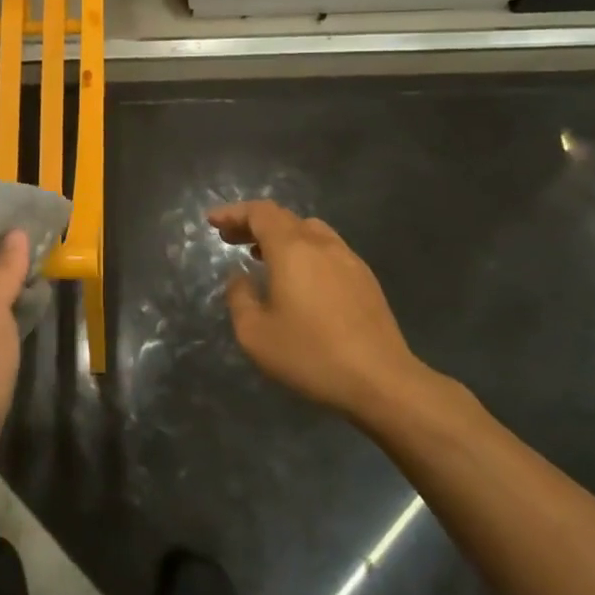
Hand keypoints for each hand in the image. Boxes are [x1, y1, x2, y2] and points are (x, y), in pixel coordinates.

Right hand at [209, 202, 433, 419]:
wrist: (382, 381)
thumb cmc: (311, 355)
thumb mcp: (255, 334)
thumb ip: (239, 298)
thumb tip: (240, 277)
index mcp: (292, 249)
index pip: (260, 213)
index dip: (234, 213)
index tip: (213, 222)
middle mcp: (321, 244)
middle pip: (283, 218)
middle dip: (252, 223)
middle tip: (230, 238)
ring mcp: (348, 259)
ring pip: (308, 231)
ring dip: (280, 236)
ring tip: (261, 255)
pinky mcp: (365, 279)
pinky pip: (327, 249)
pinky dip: (303, 250)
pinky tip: (298, 278)